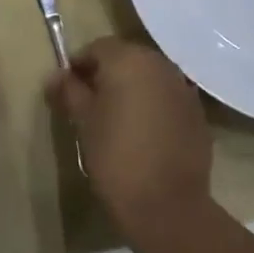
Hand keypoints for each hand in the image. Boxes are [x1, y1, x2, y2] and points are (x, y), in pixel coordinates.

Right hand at [46, 37, 210, 231]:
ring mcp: (183, 88)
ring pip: (149, 77)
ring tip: (116, 118)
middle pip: (126, 58)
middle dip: (106, 74)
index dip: (79, 64)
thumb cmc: (116, 156)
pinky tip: (143, 132)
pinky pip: (167, 97)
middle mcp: (159, 64)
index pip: (97, 48)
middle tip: (89, 102)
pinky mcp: (197, 113)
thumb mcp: (84, 121)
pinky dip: (153, 105)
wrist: (168, 205)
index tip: (67, 88)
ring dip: (131, 88)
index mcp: (128, 59)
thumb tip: (55, 75)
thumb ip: (69, 91)